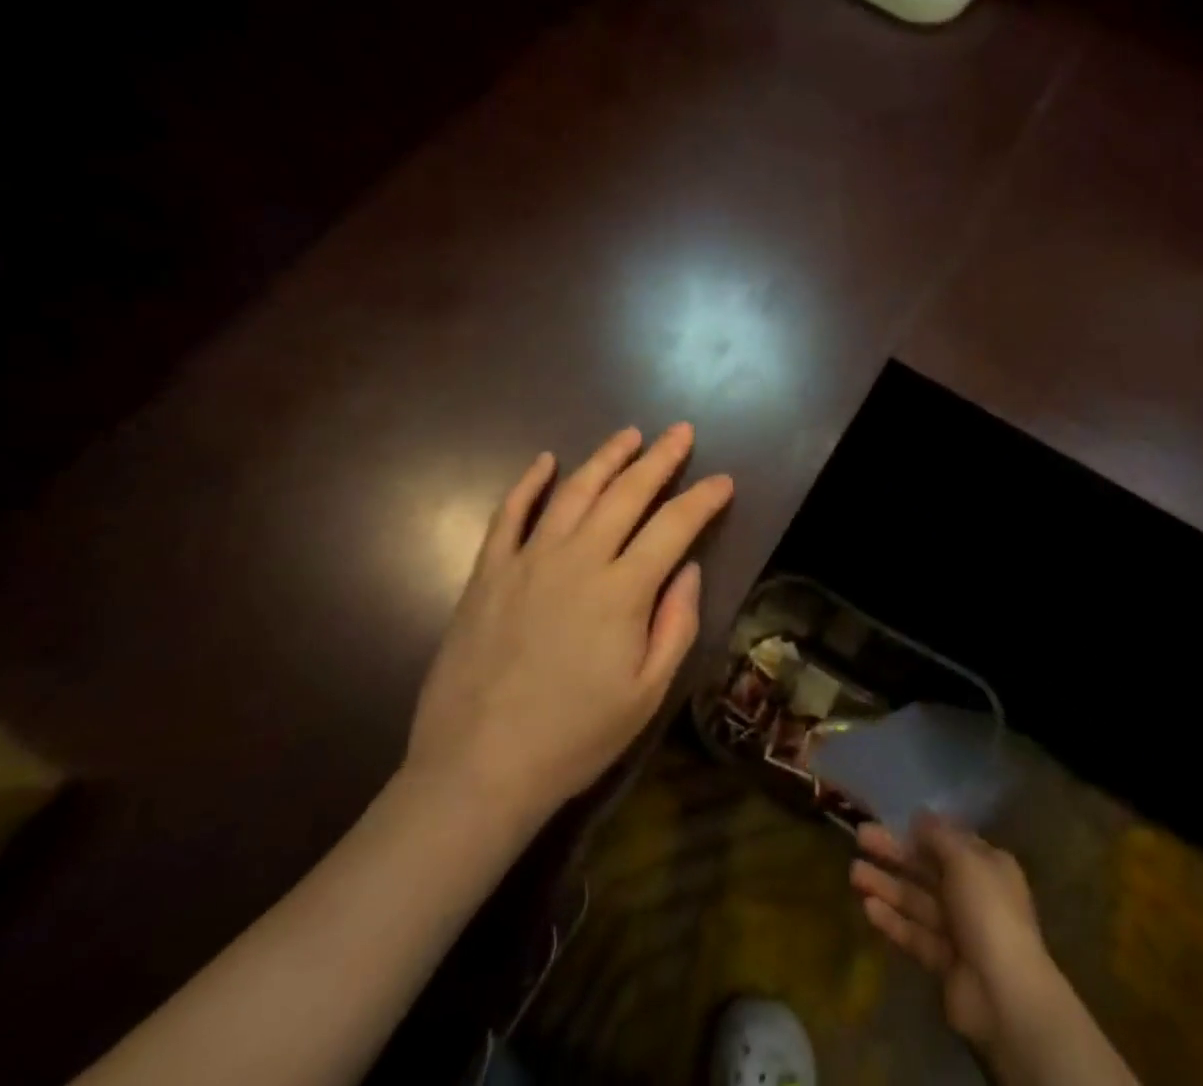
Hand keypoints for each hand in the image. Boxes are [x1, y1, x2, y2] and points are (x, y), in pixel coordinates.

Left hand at [402, 424, 732, 830]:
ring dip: (605, 458)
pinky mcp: (488, 573)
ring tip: (629, 435)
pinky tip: (544, 461)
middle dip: (660, 458)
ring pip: (574, 491)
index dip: (704, 498)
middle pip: (626, 493)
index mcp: (622, 590)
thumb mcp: (647, 694)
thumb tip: (689, 568)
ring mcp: (528, 560)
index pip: (674, 526)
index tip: (724, 480)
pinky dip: (528, 483)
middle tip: (681, 432)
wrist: (477, 769)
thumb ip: (676, 624)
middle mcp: (578, 559)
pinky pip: (509, 514)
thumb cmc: (574, 738)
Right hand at [852, 815, 1062, 1057]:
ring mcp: (958, 931)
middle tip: (860, 836)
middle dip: (894, 853)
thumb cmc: (988, 911)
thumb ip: (938, 836)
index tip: (892, 819)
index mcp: (987, 865)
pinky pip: (914, 934)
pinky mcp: (943, 963)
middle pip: (927, 868)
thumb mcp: (965, 859)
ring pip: (916, 900)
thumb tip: (919, 816)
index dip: (922, 831)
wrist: (1005, 994)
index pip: (950, 841)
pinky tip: (867, 907)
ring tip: (853, 872)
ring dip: (886, 885)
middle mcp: (973, 894)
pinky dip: (893, 920)